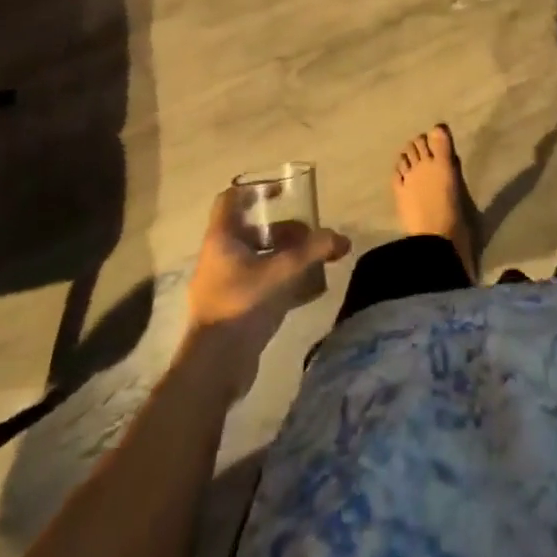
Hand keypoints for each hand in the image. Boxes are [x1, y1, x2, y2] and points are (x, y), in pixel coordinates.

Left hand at [183, 191, 348, 388]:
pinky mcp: (231, 309)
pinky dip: (280, 279)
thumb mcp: (284, 271)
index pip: (231, 199)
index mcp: (222, 239)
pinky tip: (304, 289)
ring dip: (285, 255)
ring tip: (313, 261)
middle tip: (311, 236)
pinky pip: (258, 283)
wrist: (215, 367)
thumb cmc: (243, 304)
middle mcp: (218, 257)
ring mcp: (222, 285)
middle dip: (284, 230)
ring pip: (257, 258)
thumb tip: (341, 239)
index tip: (283, 192)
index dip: (256, 190)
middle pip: (253, 230)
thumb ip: (314, 250)